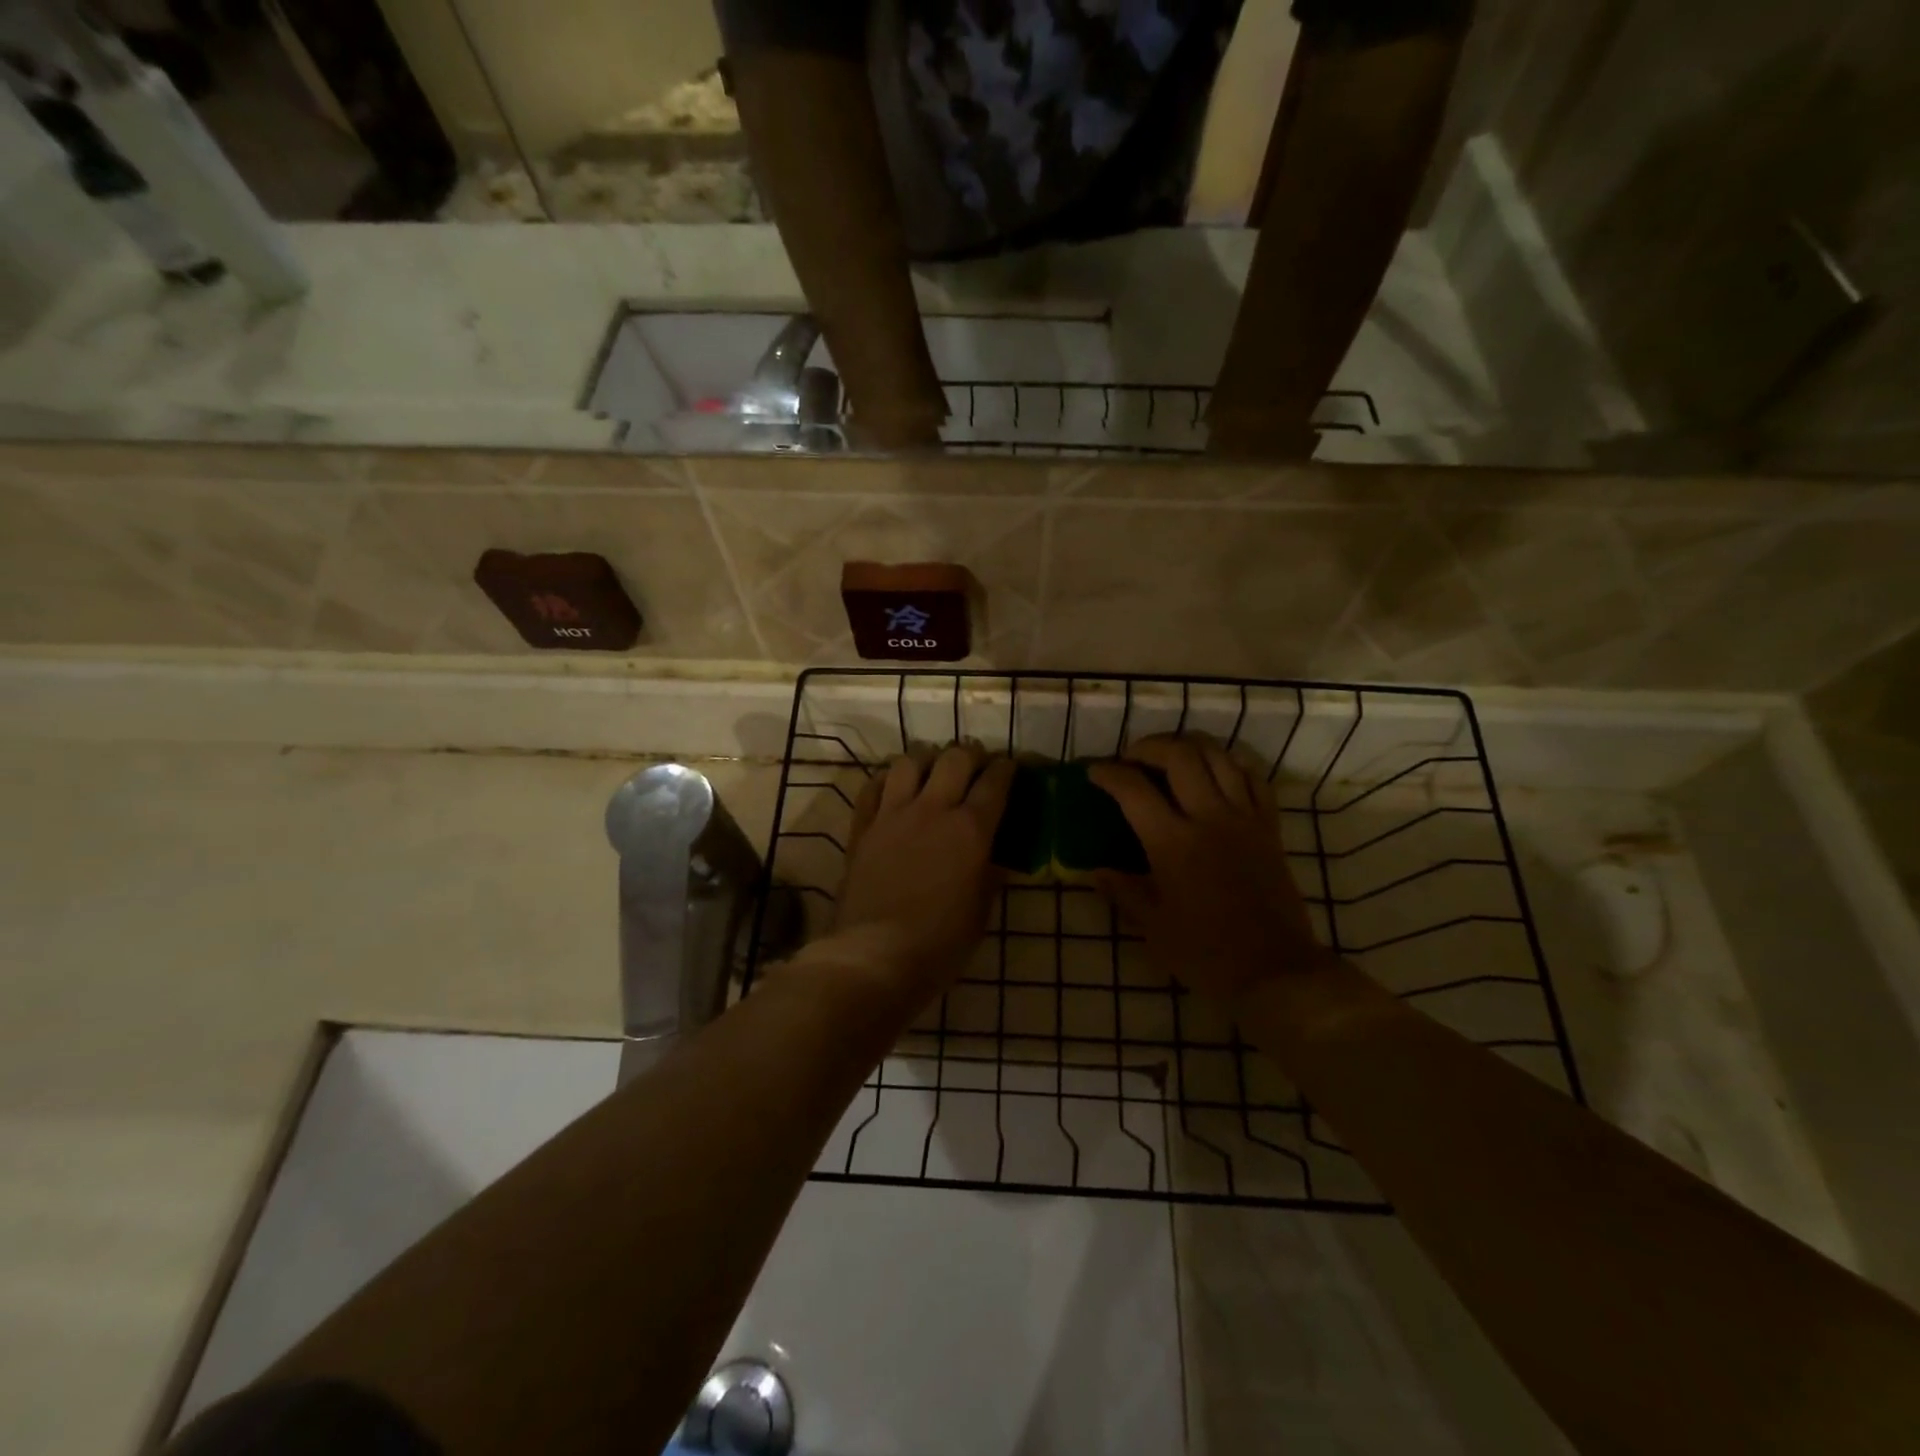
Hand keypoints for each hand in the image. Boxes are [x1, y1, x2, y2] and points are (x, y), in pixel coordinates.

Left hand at [826, 745, 1014, 1009]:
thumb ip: (990, 874)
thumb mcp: (980, 911)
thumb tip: (996, 855)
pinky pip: (872, 787)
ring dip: (926, 760)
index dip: (1007, 768)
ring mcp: (892, 814)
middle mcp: (933, 810)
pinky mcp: (863, 827)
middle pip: (955, 759)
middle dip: (971, 755)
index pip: (995, 782)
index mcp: (970, 829)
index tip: (1011, 766)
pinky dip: (886, 780)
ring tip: (932, 771)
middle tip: (976, 766)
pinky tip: (892, 788)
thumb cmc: (940, 943)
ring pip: (909, 762)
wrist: (875, 955)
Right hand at [1089, 736, 1325, 1006]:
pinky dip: (1232, 764)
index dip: (1108, 774)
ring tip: (1170, 755)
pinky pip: (1254, 778)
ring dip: (1189, 746)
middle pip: (1179, 756)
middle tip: (1131, 758)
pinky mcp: (1269, 827)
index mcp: (1173, 843)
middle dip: (1148, 747)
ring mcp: (1244, 819)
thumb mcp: (1152, 926)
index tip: (1094, 773)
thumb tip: (1094, 870)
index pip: (1133, 790)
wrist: (1274, 971)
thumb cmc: (1205, 953)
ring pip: (1219, 757)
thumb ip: (1122, 891)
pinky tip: (1217, 770)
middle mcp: (1209, 818)